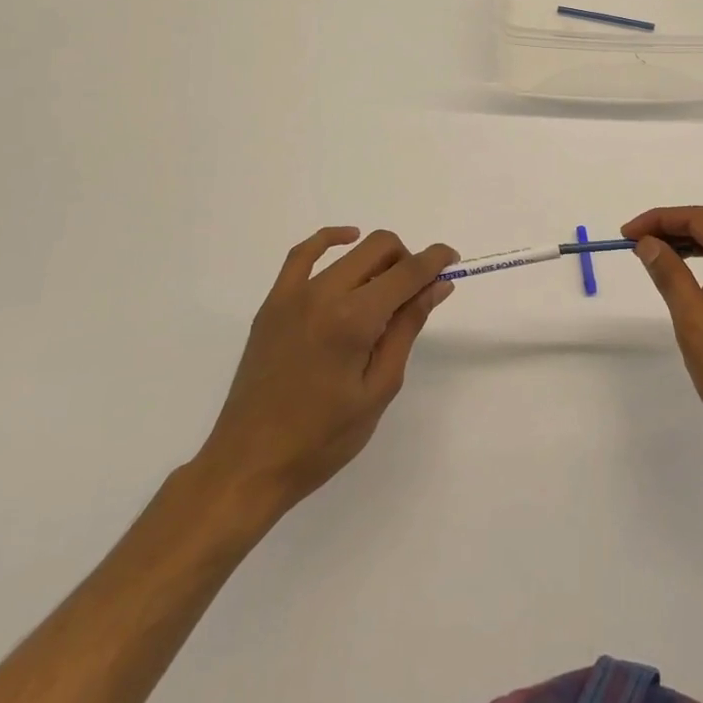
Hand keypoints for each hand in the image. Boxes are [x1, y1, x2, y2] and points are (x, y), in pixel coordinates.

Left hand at [194, 227, 456, 526]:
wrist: (250, 464)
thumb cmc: (323, 437)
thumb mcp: (380, 387)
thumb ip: (408, 328)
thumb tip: (437, 286)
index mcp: (354, 319)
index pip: (408, 271)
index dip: (436, 260)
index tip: (453, 261)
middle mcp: (324, 294)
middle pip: (380, 248)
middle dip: (409, 259)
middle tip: (418, 293)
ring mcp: (293, 295)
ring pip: (350, 251)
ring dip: (379, 259)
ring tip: (387, 290)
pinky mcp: (273, 303)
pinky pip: (302, 254)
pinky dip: (329, 239)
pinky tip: (348, 241)